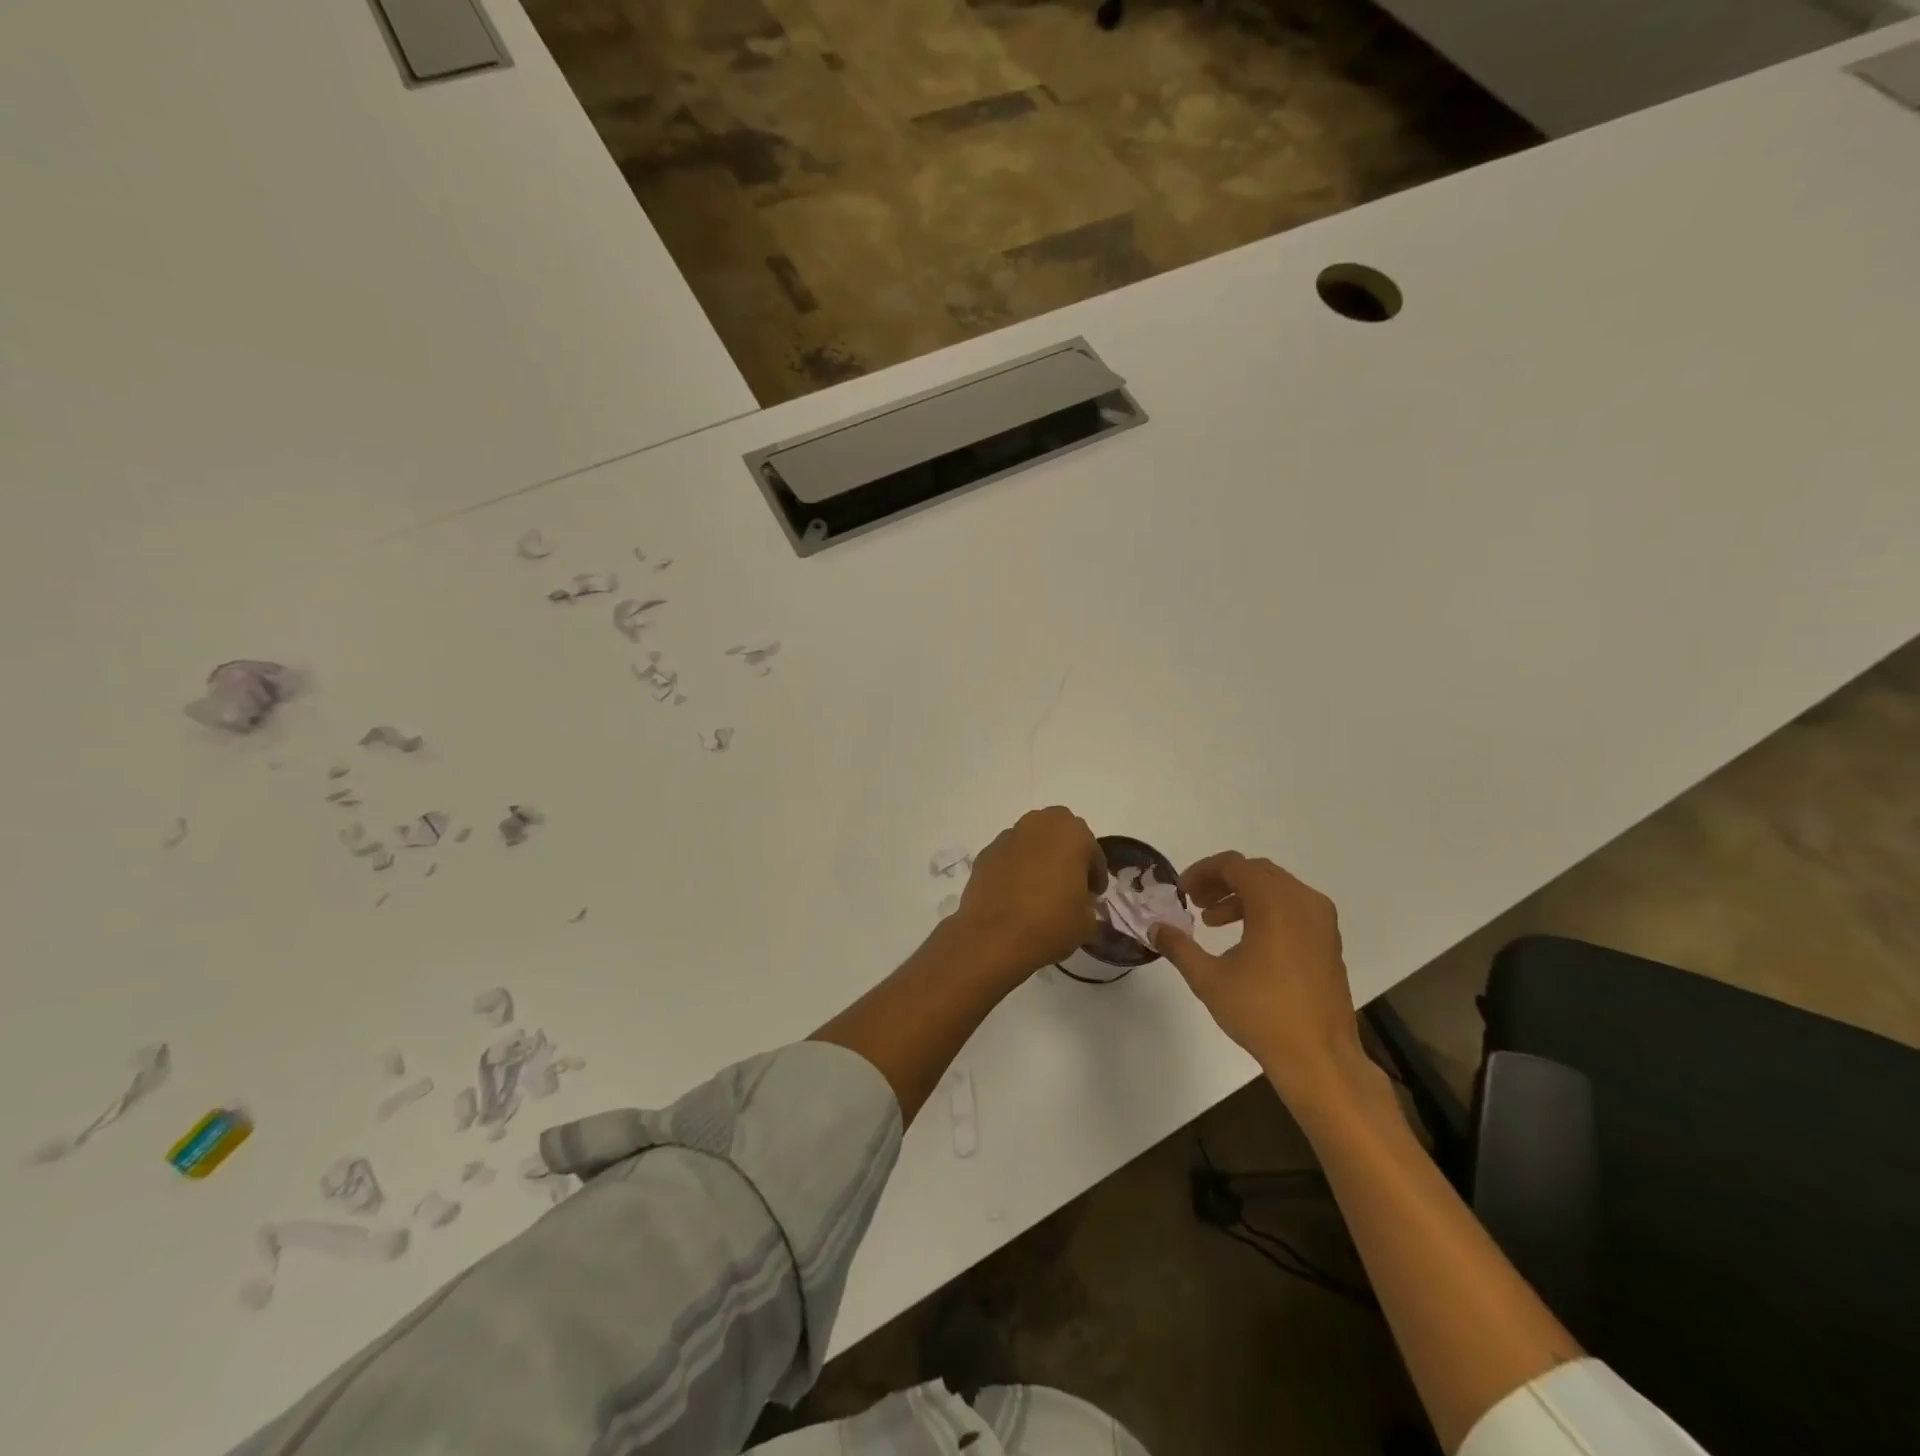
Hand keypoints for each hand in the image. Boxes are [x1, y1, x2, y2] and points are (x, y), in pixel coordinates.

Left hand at [952, 807, 1105, 978]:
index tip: (1094, 894)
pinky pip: (1008, 856)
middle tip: (1069, 881)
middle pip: (1058, 831)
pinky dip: (1015, 868)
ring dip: (1038, 856)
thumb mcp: (1086, 922)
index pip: (1092, 849)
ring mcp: (1007, 837)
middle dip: (1066, 851)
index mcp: (1071, 833)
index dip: (1095, 873)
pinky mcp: (985, 854)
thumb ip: (1088, 905)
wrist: (995, 938)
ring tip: (1040, 888)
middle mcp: (1038, 825)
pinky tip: (1015, 894)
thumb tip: (1082, 905)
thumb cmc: (1051, 923)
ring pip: (1030, 840)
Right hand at [1150, 853, 1368, 1103]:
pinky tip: (1246, 940)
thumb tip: (1155, 928)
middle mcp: (1303, 902)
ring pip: (1276, 888)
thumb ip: (1179, 947)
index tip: (1182, 891)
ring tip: (1213, 922)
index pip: (1234, 865)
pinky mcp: (1329, 941)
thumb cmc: (1262, 1013)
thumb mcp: (1209, 979)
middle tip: (1195, 901)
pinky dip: (1266, 911)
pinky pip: (1293, 907)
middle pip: (1256, 871)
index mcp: (1274, 903)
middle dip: (1221, 881)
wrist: (1320, 1058)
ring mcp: (1321, 921)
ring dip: (1242, 896)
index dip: (1202, 871)